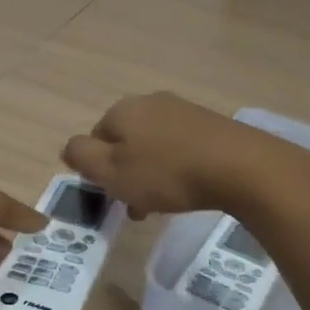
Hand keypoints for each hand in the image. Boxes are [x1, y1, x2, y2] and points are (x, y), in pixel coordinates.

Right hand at [61, 91, 309, 218]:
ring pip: (153, 145)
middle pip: (125, 141)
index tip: (113, 197)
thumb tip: (69, 147)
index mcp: (121, 110)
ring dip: (151, 173)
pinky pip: (180, 146)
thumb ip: (82, 157)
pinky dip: (176, 167)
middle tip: (137, 206)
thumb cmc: (166, 173)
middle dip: (127, 173)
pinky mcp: (209, 123)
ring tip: (163, 204)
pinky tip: (188, 188)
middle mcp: (149, 102)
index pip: (94, 138)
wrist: (240, 166)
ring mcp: (182, 110)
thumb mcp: (112, 172)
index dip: (98, 170)